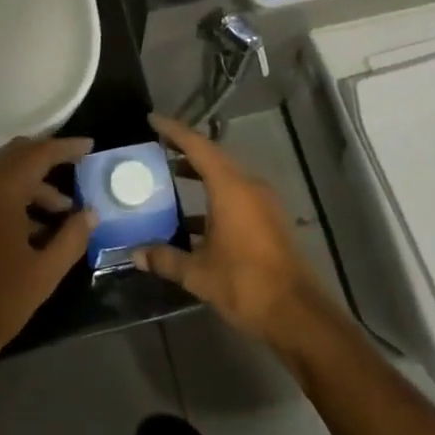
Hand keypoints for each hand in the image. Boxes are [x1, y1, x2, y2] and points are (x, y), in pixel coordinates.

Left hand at [0, 136, 97, 367]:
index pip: (38, 154)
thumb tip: (90, 213)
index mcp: (0, 191)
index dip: (66, 148)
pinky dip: (13, 195)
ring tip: (62, 211)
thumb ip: (72, 237)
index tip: (90, 146)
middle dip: (48, 158)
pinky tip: (34, 225)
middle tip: (77, 167)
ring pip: (3, 173)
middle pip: (17, 155)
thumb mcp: (45, 272)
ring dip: (33, 183)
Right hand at [134, 115, 321, 340]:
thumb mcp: (198, 273)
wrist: (298, 315)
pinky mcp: (269, 221)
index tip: (152, 120)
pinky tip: (194, 219)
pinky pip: (236, 195)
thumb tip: (136, 253)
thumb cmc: (245, 284)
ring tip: (170, 177)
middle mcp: (249, 186)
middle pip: (213, 157)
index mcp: (231, 188)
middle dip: (185, 150)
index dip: (174, 131)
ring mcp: (263, 203)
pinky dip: (213, 197)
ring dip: (200, 174)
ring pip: (226, 177)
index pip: (198, 146)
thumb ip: (165, 258)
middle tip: (157, 147)